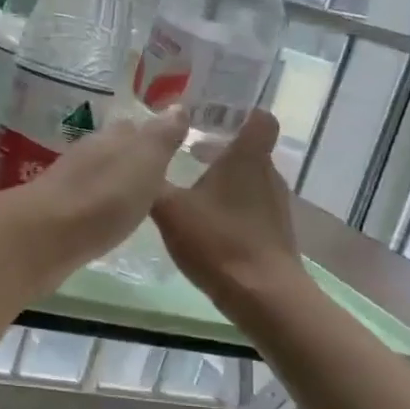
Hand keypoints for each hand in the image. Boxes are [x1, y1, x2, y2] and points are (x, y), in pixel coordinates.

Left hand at [0, 106, 189, 289]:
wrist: (45, 236)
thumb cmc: (104, 196)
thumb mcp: (145, 161)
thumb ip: (161, 136)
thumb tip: (177, 106)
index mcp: (110, 138)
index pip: (133, 128)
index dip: (152, 134)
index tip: (171, 144)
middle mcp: (87, 154)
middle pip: (113, 149)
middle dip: (132, 156)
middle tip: (157, 172)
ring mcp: (67, 183)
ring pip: (97, 174)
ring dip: (114, 181)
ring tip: (136, 196)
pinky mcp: (56, 213)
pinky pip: (84, 200)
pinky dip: (98, 204)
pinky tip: (106, 217)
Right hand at [152, 110, 299, 304]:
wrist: (264, 297)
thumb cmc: (218, 241)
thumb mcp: (170, 210)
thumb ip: (152, 183)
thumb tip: (135, 160)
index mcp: (247, 158)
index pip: (258, 118)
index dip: (240, 111)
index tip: (211, 112)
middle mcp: (267, 174)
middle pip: (248, 148)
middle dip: (219, 146)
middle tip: (185, 149)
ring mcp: (274, 205)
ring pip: (248, 178)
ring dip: (222, 177)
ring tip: (188, 185)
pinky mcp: (273, 232)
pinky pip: (250, 204)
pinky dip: (229, 204)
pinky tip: (203, 221)